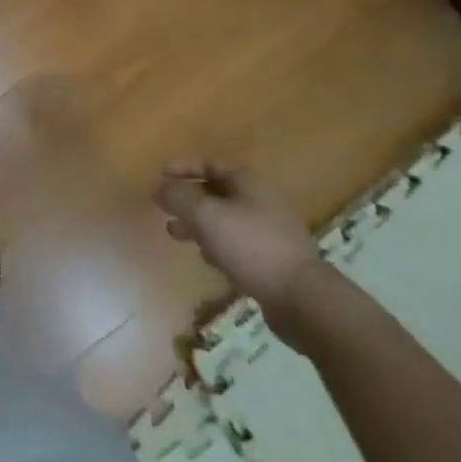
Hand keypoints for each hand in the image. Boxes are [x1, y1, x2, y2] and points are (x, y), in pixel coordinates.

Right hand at [154, 162, 319, 316]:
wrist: (301, 298)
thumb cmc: (251, 246)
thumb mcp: (206, 215)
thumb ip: (179, 197)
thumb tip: (159, 187)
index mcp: (248, 182)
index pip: (210, 164)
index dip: (183, 166)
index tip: (159, 174)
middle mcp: (260, 200)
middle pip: (215, 191)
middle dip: (187, 199)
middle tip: (164, 208)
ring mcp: (268, 229)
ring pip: (223, 219)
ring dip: (197, 224)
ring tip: (176, 234)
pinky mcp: (271, 258)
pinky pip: (235, 242)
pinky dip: (216, 244)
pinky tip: (208, 259)